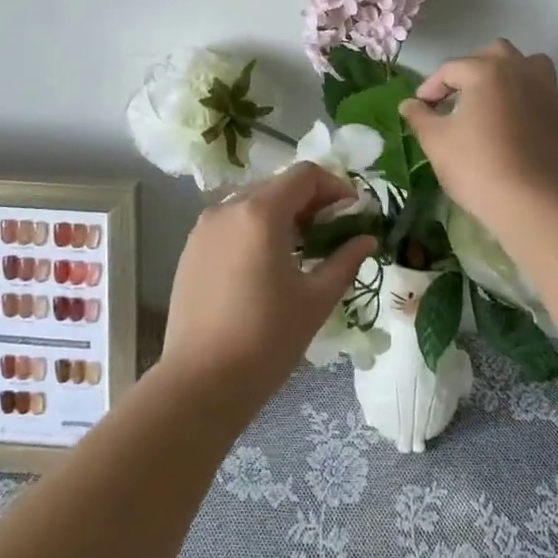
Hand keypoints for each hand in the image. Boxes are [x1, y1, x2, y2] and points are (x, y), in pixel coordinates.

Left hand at [160, 164, 378, 415]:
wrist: (200, 382)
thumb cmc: (266, 339)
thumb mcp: (316, 299)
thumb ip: (345, 261)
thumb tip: (367, 239)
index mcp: (260, 212)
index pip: (304, 175)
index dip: (335, 186)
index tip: (353, 213)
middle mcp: (228, 208)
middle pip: (277, 186)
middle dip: (310, 201)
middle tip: (334, 232)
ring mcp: (204, 228)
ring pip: (252, 203)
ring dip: (282, 214)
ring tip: (303, 249)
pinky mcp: (190, 249)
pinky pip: (231, 223)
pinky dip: (255, 229)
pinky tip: (267, 264)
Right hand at [399, 40, 557, 226]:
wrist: (526, 201)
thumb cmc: (474, 165)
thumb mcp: (435, 140)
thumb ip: (419, 116)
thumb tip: (409, 104)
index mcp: (484, 71)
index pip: (450, 69)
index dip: (431, 87)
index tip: (421, 109)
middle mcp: (520, 71)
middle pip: (495, 53)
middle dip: (475, 68)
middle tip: (459, 96)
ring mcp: (549, 92)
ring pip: (535, 65)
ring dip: (517, 74)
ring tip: (501, 96)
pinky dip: (554, 99)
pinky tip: (540, 113)